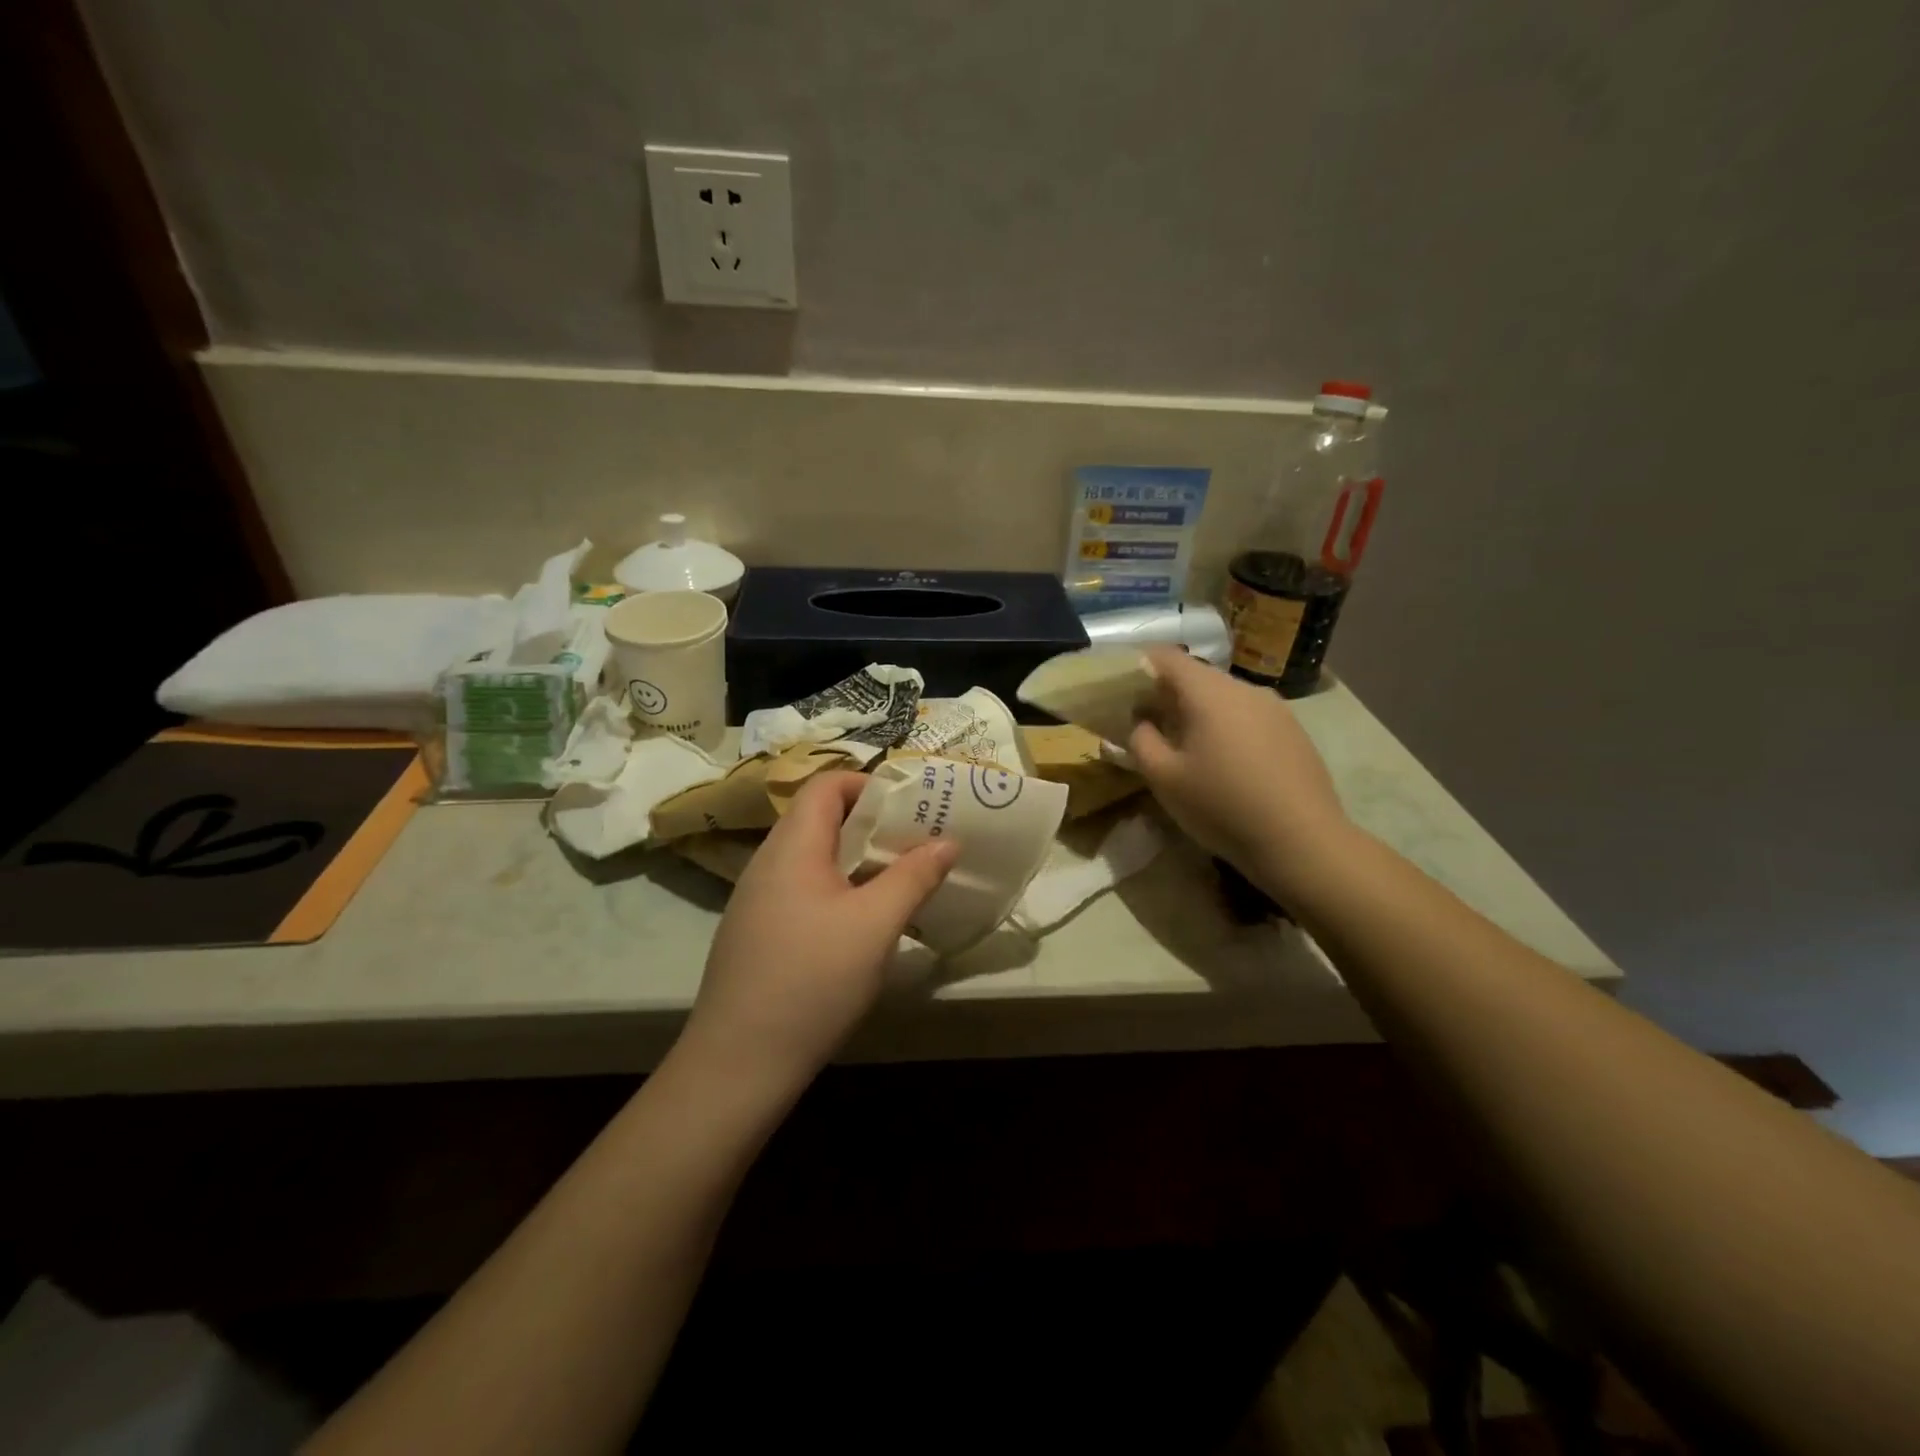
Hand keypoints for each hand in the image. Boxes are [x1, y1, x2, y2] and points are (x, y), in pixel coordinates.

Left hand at [679, 771, 956, 1093]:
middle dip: (871, 824)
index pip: (826, 784)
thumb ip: (913, 876)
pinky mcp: (756, 932)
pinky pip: (801, 889)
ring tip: (897, 880)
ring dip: (855, 859)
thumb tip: (948, 841)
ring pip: (811, 857)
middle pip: (819, 818)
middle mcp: (767, 863)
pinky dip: (836, 888)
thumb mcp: (875, 925)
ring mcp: (757, 899)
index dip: (868, 785)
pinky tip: (860, 924)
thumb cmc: (812, 980)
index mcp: (792, 847)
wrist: (738, 1062)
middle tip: (916, 844)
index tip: (910, 808)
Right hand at [1128, 647, 1350, 896]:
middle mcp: (1245, 689)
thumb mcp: (1164, 778)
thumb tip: (1141, 723)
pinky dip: (1227, 726)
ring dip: (1199, 712)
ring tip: (1185, 746)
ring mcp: (1275, 708)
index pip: (1166, 657)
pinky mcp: (1293, 731)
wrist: (1302, 842)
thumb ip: (1141, 741)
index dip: (1139, 666)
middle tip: (1148, 724)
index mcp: (1209, 693)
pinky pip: (1248, 716)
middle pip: (1197, 676)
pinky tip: (1225, 763)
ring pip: (1224, 697)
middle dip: (1168, 694)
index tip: (1122, 691)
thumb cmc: (1222, 806)